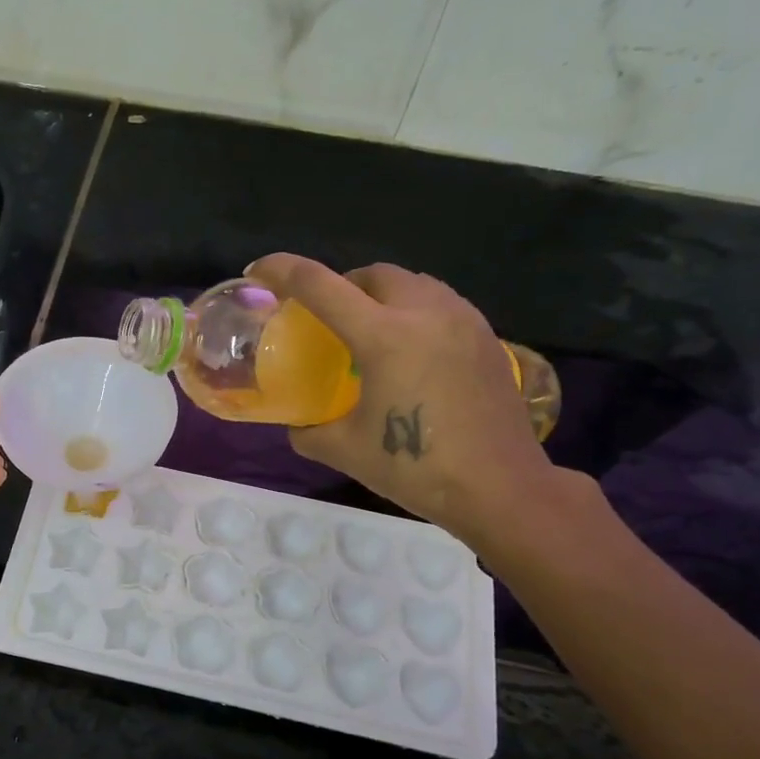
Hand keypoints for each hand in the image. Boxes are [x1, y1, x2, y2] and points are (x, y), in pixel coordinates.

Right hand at [247, 254, 556, 546]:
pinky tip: (412, 351)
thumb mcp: (345, 452)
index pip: (321, 286)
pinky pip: (441, 303)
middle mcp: (425, 313)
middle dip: (342, 285)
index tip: (259, 271)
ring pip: (413, 283)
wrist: (499, 487)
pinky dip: (415, 312)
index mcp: (383, 337)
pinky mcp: (487, 337)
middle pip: (373, 273)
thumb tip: (297, 425)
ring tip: (371, 331)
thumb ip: (309, 432)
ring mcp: (463, 320)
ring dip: (382, 295)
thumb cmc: (416, 468)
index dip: (283, 271)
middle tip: (328, 318)